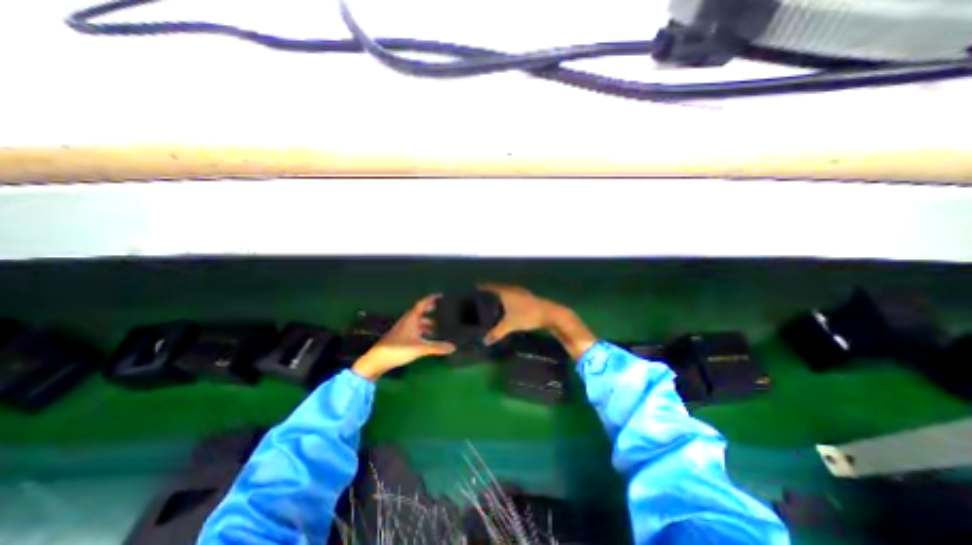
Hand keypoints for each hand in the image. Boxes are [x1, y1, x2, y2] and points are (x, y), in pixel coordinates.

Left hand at [354, 296, 456, 380]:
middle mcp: (407, 321)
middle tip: (441, 309)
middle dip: (430, 310)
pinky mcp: (400, 337)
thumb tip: (453, 347)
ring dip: (426, 322)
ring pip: (417, 322)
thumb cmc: (398, 349)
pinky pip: (414, 329)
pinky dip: (422, 330)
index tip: (440, 295)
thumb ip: (437, 347)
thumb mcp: (420, 348)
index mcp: (411, 318)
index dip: (431, 299)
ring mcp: (402, 329)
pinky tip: (427, 338)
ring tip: (437, 327)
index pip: (422, 304)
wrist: (377, 360)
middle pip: (420, 312)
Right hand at [477, 283, 554, 342]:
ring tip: (493, 302)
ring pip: (507, 292)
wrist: (550, 314)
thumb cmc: (527, 315)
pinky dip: (508, 300)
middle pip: (499, 288)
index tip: (476, 287)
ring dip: (501, 296)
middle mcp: (513, 289)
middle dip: (491, 292)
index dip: (483, 287)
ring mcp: (522, 293)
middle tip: (482, 297)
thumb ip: (496, 333)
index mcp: (506, 291)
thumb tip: (484, 341)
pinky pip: (514, 296)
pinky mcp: (528, 298)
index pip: (491, 287)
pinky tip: (508, 308)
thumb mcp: (510, 325)